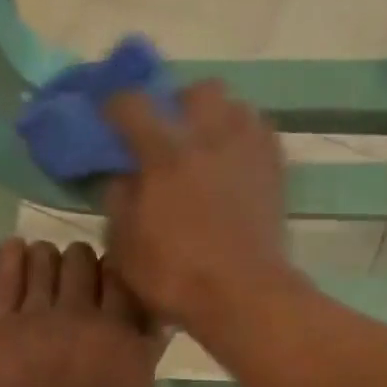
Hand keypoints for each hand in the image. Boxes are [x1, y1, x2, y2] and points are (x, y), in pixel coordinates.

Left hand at [0, 237, 162, 386]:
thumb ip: (145, 368)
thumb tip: (153, 332)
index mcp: (124, 337)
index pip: (126, 282)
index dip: (120, 276)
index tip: (115, 285)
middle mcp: (84, 316)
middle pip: (86, 262)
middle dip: (85, 265)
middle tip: (80, 280)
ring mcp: (39, 317)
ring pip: (46, 259)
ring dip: (50, 258)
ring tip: (47, 267)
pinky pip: (4, 275)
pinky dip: (11, 256)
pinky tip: (16, 249)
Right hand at [102, 80, 295, 333]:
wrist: (243, 296)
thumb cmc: (176, 276)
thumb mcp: (124, 247)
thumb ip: (119, 203)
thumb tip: (123, 178)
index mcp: (164, 153)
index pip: (132, 104)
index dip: (116, 107)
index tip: (111, 120)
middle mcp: (209, 137)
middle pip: (197, 91)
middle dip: (181, 105)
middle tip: (171, 135)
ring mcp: (248, 151)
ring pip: (236, 106)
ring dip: (218, 119)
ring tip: (208, 148)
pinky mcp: (275, 171)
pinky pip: (261, 134)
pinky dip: (245, 141)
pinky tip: (235, 166)